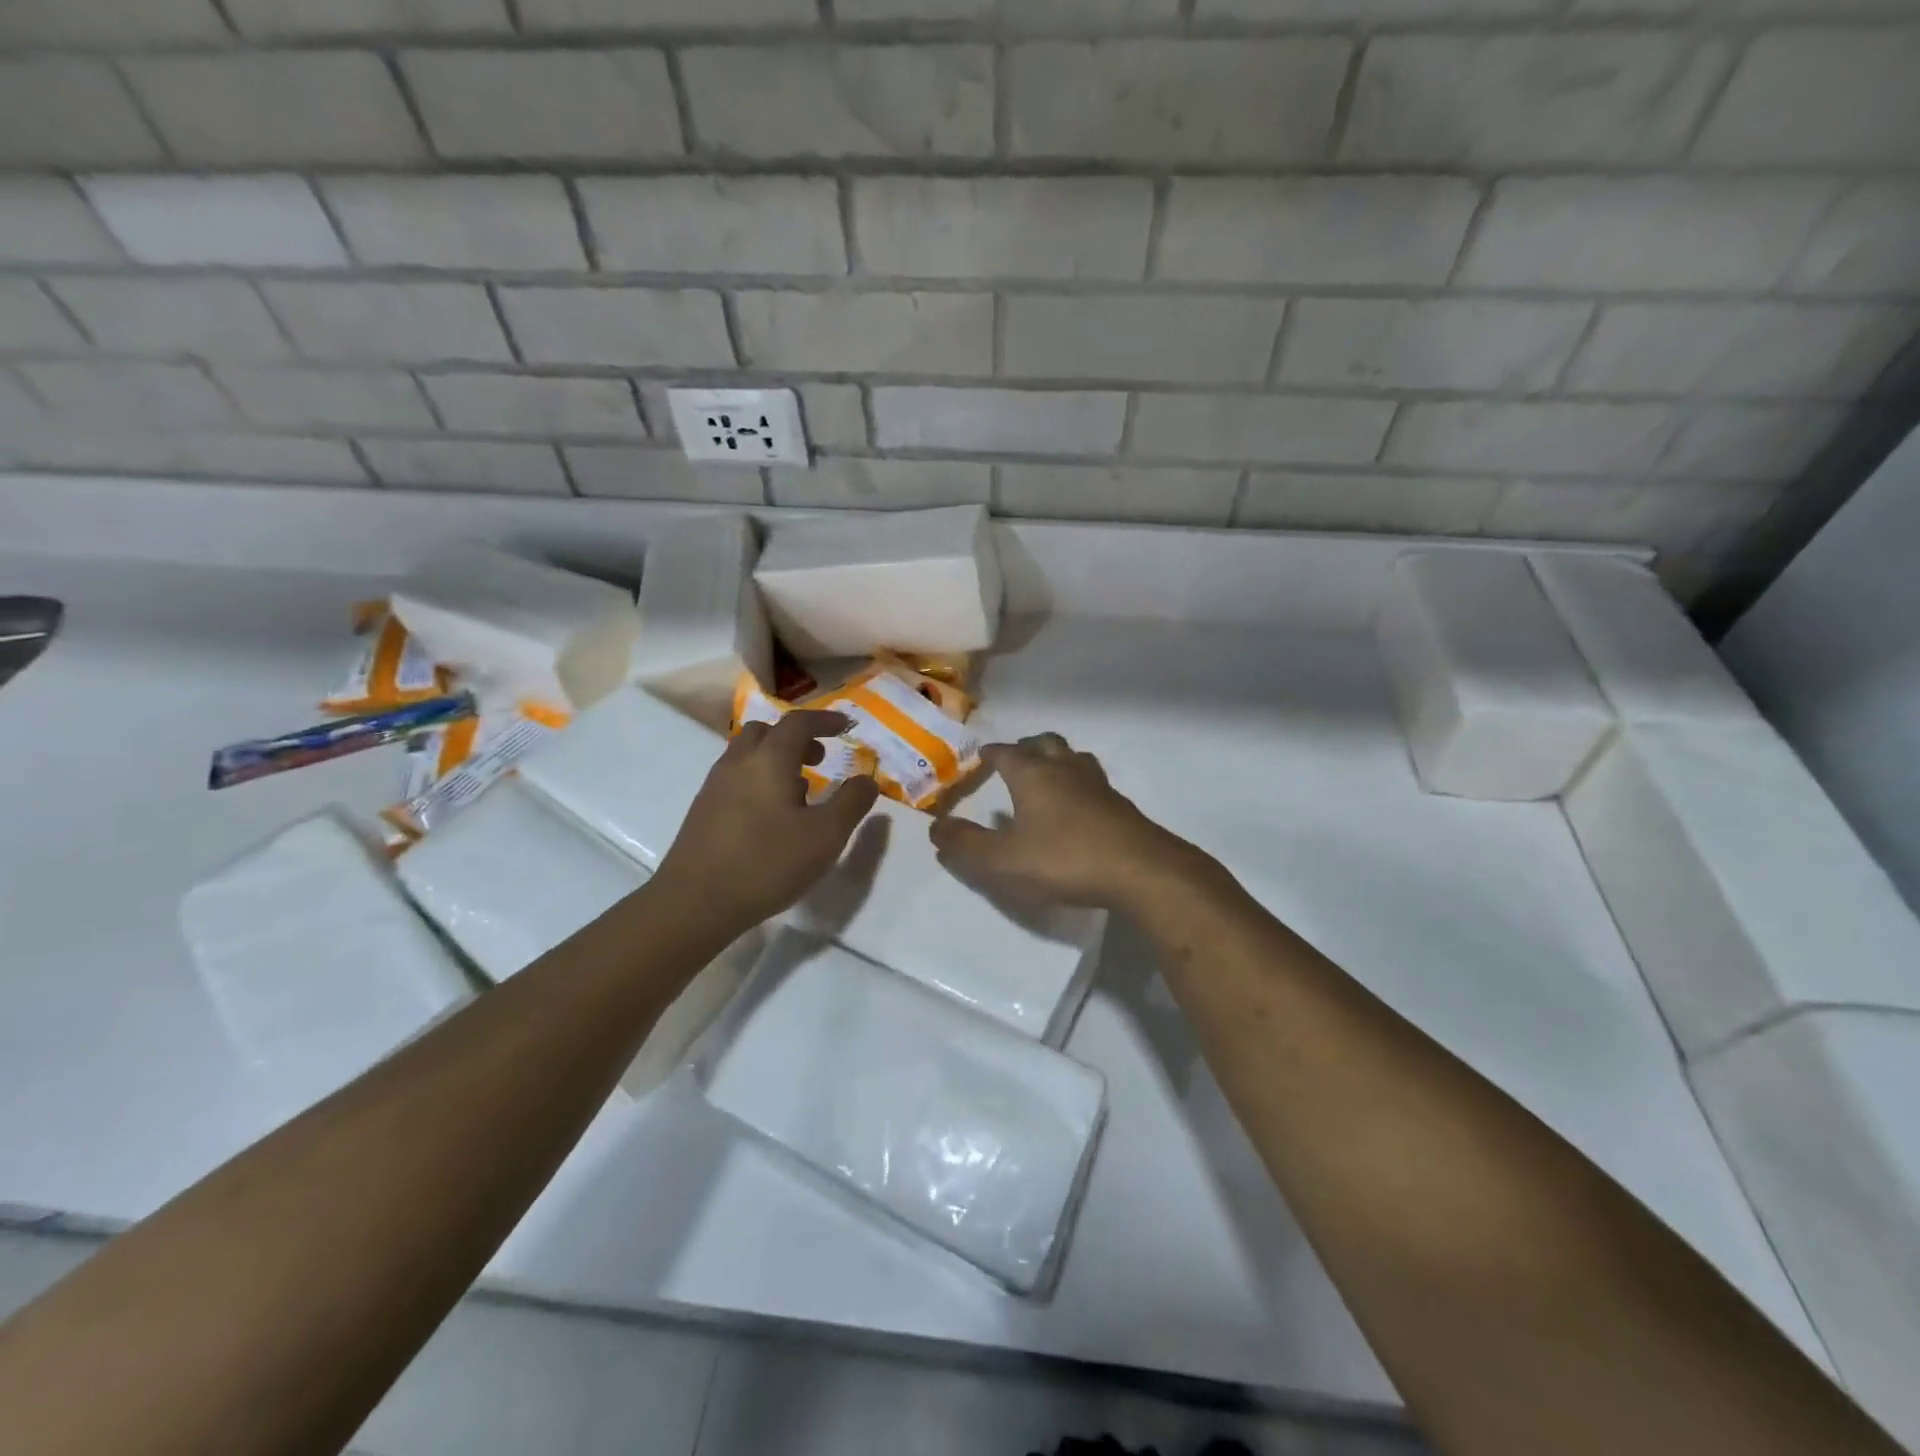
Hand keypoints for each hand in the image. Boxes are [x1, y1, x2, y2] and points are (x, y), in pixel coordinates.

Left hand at [653, 710, 880, 933]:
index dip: (825, 720)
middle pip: (766, 731)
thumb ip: (851, 803)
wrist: (695, 903)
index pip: (798, 723)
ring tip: (800, 790)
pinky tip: (771, 816)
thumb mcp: (825, 836)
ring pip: (747, 754)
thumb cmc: (767, 863)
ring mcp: (715, 785)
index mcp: (769, 759)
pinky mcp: (703, 810)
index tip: (846, 726)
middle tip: (820, 759)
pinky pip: (735, 777)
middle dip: (796, 737)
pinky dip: (758, 779)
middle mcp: (738, 762)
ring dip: (776, 759)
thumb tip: (867, 779)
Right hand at [929, 733, 1204, 912]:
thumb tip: (935, 828)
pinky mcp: (1122, 807)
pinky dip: (1080, 787)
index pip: (1007, 753)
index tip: (983, 754)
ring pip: (1075, 759)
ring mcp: (1099, 786)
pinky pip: (1095, 784)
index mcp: (1034, 775)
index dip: (992, 752)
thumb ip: (966, 845)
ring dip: (1059, 761)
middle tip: (1017, 757)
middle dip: (1029, 746)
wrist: (1140, 871)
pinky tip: (1079, 809)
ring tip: (1049, 776)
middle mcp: (1066, 770)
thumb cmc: (1063, 859)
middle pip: (1047, 744)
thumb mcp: (1002, 860)